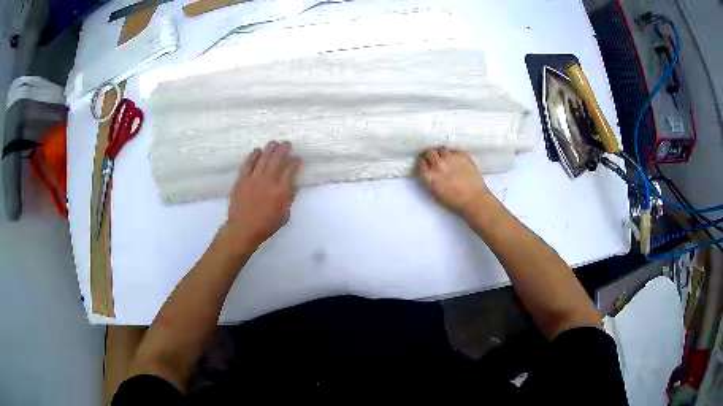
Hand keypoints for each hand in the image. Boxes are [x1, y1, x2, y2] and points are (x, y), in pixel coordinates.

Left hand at [226, 141, 301, 246]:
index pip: (290, 170)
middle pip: (277, 160)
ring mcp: (253, 180)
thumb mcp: (285, 215)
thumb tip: (292, 185)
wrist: (243, 229)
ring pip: (263, 159)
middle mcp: (268, 181)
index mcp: (281, 191)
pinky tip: (257, 150)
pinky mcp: (242, 180)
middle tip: (287, 144)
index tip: (297, 158)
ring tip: (274, 143)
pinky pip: (248, 164)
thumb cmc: (266, 225)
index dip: (295, 162)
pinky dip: (253, 156)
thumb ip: (289, 198)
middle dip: (284, 150)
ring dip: (270, 149)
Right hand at [416, 147, 491, 215]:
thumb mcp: (435, 193)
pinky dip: (454, 154)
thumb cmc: (454, 201)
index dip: (423, 162)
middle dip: (431, 155)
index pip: (421, 162)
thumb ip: (429, 180)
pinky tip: (457, 161)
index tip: (425, 163)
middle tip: (434, 159)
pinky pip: (454, 150)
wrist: (474, 199)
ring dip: (442, 153)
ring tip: (446, 159)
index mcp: (430, 176)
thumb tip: (428, 172)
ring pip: (442, 149)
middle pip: (430, 152)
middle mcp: (438, 164)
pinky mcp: (462, 155)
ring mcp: (451, 158)